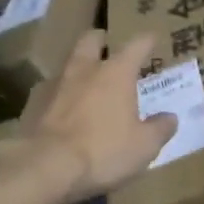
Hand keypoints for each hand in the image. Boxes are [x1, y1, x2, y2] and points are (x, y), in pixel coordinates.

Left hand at [18, 30, 176, 203]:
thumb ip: (160, 129)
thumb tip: (170, 118)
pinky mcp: (34, 104)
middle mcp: (85, 70)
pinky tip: (63, 109)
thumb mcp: (144, 146)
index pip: (136, 45)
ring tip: (86, 81)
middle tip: (108, 45)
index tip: (152, 38)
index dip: (147, 40)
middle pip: (91, 40)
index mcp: (116, 73)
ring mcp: (56, 85)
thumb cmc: (104, 150)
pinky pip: (50, 91)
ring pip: (68, 64)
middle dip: (101, 39)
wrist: (46, 166)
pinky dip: (59, 95)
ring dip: (79, 68)